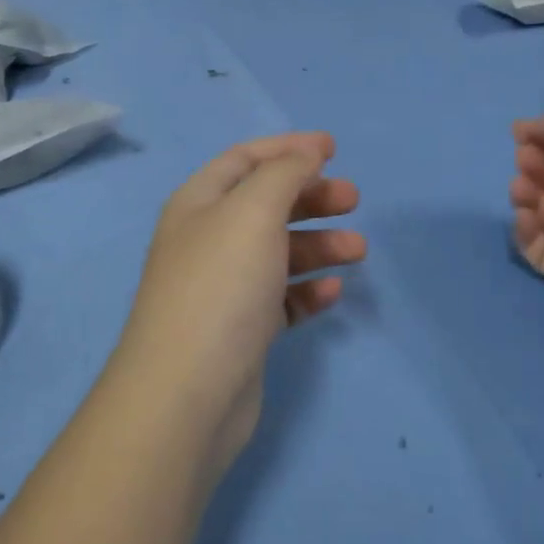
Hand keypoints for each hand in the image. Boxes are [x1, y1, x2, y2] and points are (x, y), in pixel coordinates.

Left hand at [113, 132, 364, 471]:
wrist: (187, 395)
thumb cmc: (221, 286)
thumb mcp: (253, 211)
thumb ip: (284, 173)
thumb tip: (306, 152)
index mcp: (199, 203)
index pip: (246, 159)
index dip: (288, 149)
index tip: (333, 149)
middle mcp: (208, 240)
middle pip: (266, 204)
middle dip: (311, 197)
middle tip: (353, 200)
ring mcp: (223, 288)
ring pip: (278, 252)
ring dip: (319, 245)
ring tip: (357, 250)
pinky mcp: (241, 330)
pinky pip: (280, 297)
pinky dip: (307, 289)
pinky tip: (331, 291)